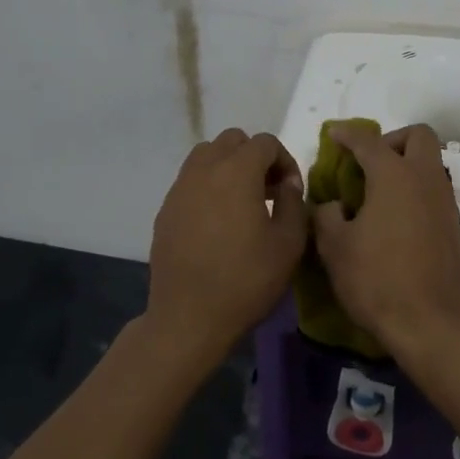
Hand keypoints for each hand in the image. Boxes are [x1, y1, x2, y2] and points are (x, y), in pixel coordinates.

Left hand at [146, 128, 308, 370]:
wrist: (189, 317)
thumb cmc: (246, 280)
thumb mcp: (288, 244)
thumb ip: (294, 203)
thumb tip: (287, 184)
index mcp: (237, 172)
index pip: (265, 143)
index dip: (285, 161)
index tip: (291, 192)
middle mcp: (204, 170)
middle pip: (232, 140)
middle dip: (255, 157)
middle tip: (268, 190)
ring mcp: (180, 188)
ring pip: (206, 155)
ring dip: (228, 167)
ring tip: (242, 201)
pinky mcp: (166, 209)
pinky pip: (190, 181)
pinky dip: (208, 186)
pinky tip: (217, 221)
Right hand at [310, 123, 459, 361]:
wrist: (432, 323)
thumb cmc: (377, 280)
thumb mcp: (335, 247)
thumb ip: (326, 215)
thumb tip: (331, 205)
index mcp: (394, 175)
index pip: (368, 141)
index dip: (347, 134)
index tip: (333, 135)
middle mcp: (425, 178)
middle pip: (418, 136)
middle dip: (391, 140)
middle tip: (368, 163)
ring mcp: (444, 201)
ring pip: (430, 162)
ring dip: (406, 165)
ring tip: (378, 193)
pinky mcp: (454, 224)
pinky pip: (434, 189)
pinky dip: (415, 190)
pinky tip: (394, 218)